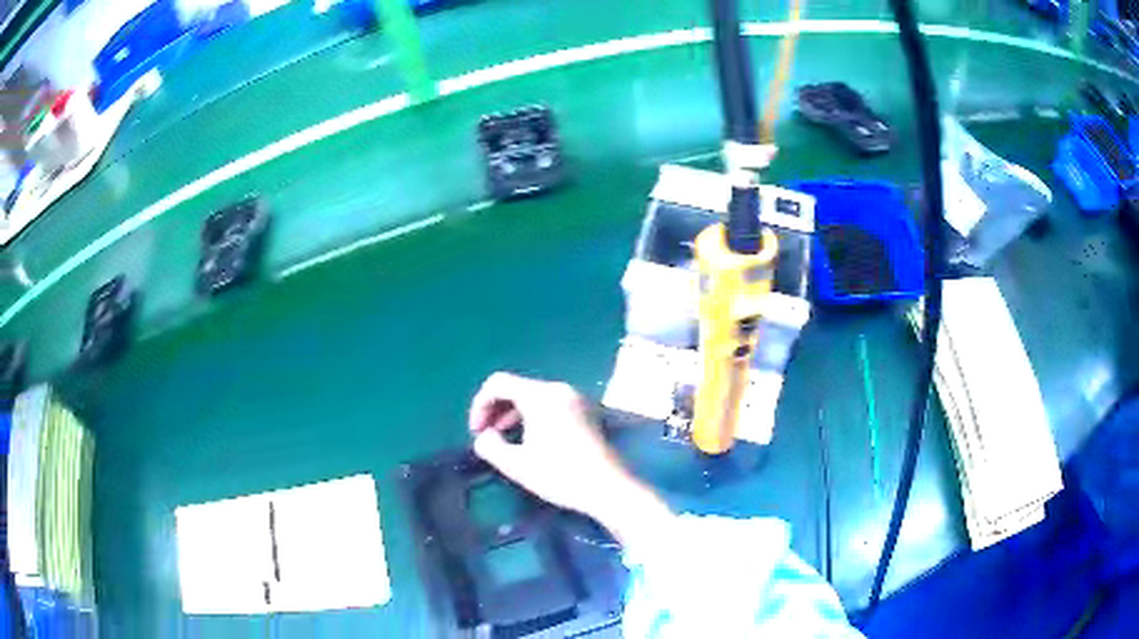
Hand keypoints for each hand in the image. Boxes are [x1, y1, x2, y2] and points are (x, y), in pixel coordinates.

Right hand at [469, 372, 670, 543]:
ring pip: (534, 397)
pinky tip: (532, 441)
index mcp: (540, 396)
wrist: (609, 489)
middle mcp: (559, 389)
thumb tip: (484, 436)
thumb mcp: (516, 465)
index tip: (477, 432)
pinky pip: (551, 405)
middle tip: (486, 436)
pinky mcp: (587, 412)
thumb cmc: (560, 476)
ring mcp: (576, 399)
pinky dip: (534, 417)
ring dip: (513, 414)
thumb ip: (489, 446)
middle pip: (517, 388)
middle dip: (495, 409)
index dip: (479, 405)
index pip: (498, 383)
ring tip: (506, 441)